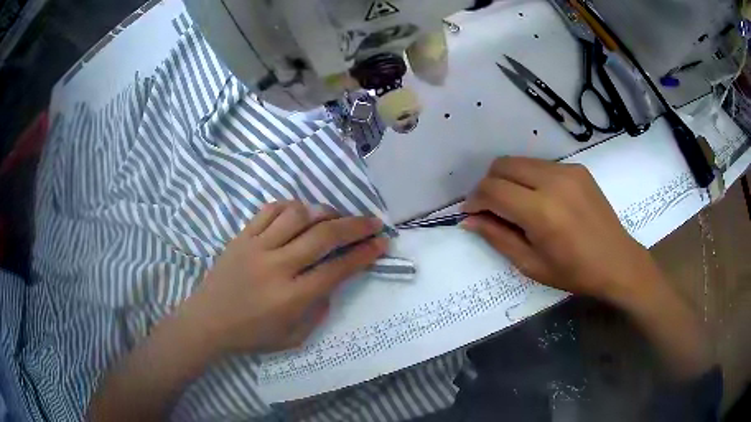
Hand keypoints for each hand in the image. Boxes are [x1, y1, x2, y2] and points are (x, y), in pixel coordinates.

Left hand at [182, 201, 387, 354]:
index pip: (337, 269)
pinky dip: (291, 207)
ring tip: (335, 217)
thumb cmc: (251, 335)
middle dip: (355, 226)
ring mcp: (257, 247)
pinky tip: (300, 213)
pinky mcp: (242, 236)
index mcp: (291, 297)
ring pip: (298, 215)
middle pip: (323, 236)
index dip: (364, 254)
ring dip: (324, 212)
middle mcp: (276, 266)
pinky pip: (270, 210)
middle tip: (373, 222)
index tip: (381, 244)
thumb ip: (318, 311)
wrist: (207, 321)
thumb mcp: (293, 338)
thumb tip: (331, 283)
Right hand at [462, 157, 661, 305]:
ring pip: (520, 161)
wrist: (617, 261)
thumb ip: (497, 237)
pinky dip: (529, 178)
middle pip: (502, 165)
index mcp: (541, 212)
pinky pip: (541, 165)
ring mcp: (568, 171)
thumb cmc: (574, 272)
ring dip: (508, 179)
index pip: (492, 190)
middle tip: (491, 209)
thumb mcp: (531, 265)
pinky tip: (539, 200)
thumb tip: (469, 220)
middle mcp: (553, 182)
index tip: (471, 213)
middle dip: (488, 184)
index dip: (474, 200)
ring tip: (515, 204)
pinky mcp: (578, 168)